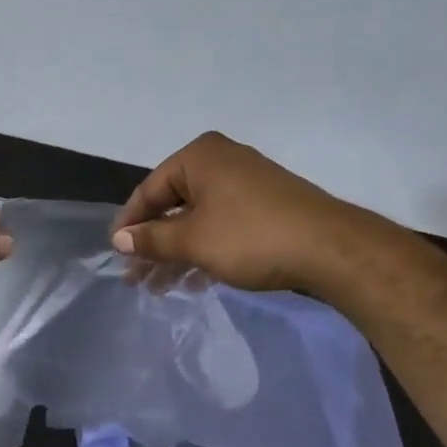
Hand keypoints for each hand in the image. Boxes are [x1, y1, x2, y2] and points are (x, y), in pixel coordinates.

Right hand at [111, 132, 344, 291]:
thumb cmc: (250, 237)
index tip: (116, 254)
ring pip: (197, 219)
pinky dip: (205, 250)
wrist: (330, 249)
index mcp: (199, 157)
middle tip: (137, 279)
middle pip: (173, 205)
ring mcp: (246, 182)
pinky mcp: (265, 205)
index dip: (129, 225)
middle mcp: (221, 161)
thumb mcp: (192, 241)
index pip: (149, 190)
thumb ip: (151, 239)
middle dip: (153, 245)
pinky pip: (222, 225)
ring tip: (161, 288)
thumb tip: (120, 240)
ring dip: (177, 254)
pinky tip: (196, 282)